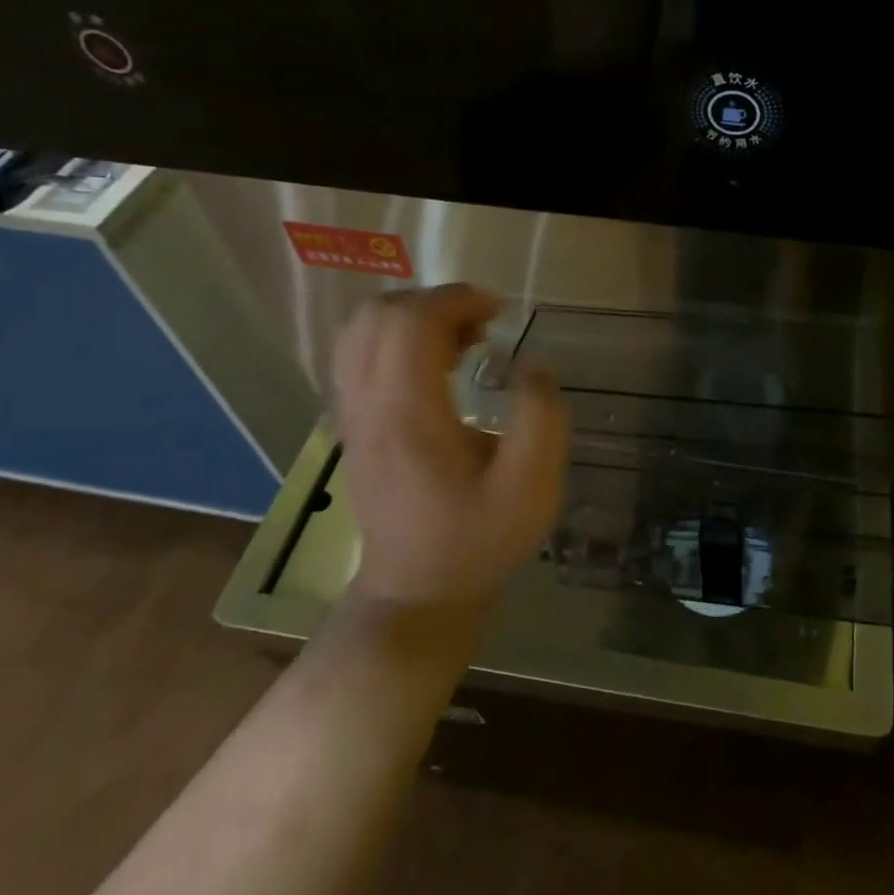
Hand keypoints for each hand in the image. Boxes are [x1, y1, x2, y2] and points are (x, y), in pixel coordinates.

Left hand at [330, 285, 568, 608]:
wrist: (417, 594)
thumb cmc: (478, 542)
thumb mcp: (532, 488)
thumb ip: (541, 417)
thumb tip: (532, 363)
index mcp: (409, 416)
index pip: (412, 324)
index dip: (456, 300)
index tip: (498, 312)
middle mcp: (369, 407)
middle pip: (378, 316)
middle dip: (435, 302)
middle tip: (482, 326)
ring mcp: (352, 416)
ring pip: (360, 332)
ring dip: (411, 318)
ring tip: (458, 340)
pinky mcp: (353, 426)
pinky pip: (357, 356)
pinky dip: (394, 339)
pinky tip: (433, 364)